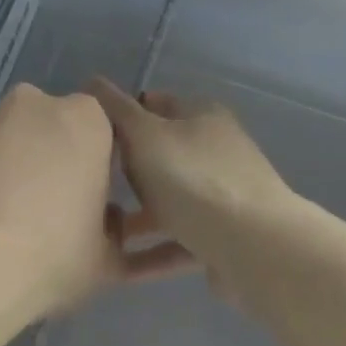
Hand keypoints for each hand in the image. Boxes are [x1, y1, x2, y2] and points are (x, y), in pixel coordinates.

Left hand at [0, 84, 188, 335]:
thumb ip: (117, 232)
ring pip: (12, 140)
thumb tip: (107, 221)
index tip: (92, 202)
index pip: (104, 132)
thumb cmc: (45, 256)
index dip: (100, 167)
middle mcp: (35, 104)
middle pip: (54, 129)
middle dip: (55, 161)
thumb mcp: (105, 258)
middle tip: (51, 213)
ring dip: (14, 168)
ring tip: (6, 222)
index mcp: (85, 120)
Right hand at [86, 79, 295, 290]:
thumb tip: (94, 80)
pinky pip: (180, 240)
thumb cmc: (193, 179)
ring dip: (139, 214)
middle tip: (91, 183)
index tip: (93, 137)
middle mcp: (217, 151)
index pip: (156, 103)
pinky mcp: (226, 238)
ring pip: (171, 200)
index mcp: (203, 116)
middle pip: (164, 154)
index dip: (124, 115)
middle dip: (129, 168)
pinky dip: (153, 250)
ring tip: (98, 229)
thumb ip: (116, 110)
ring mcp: (225, 197)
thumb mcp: (145, 135)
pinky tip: (122, 264)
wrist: (254, 248)